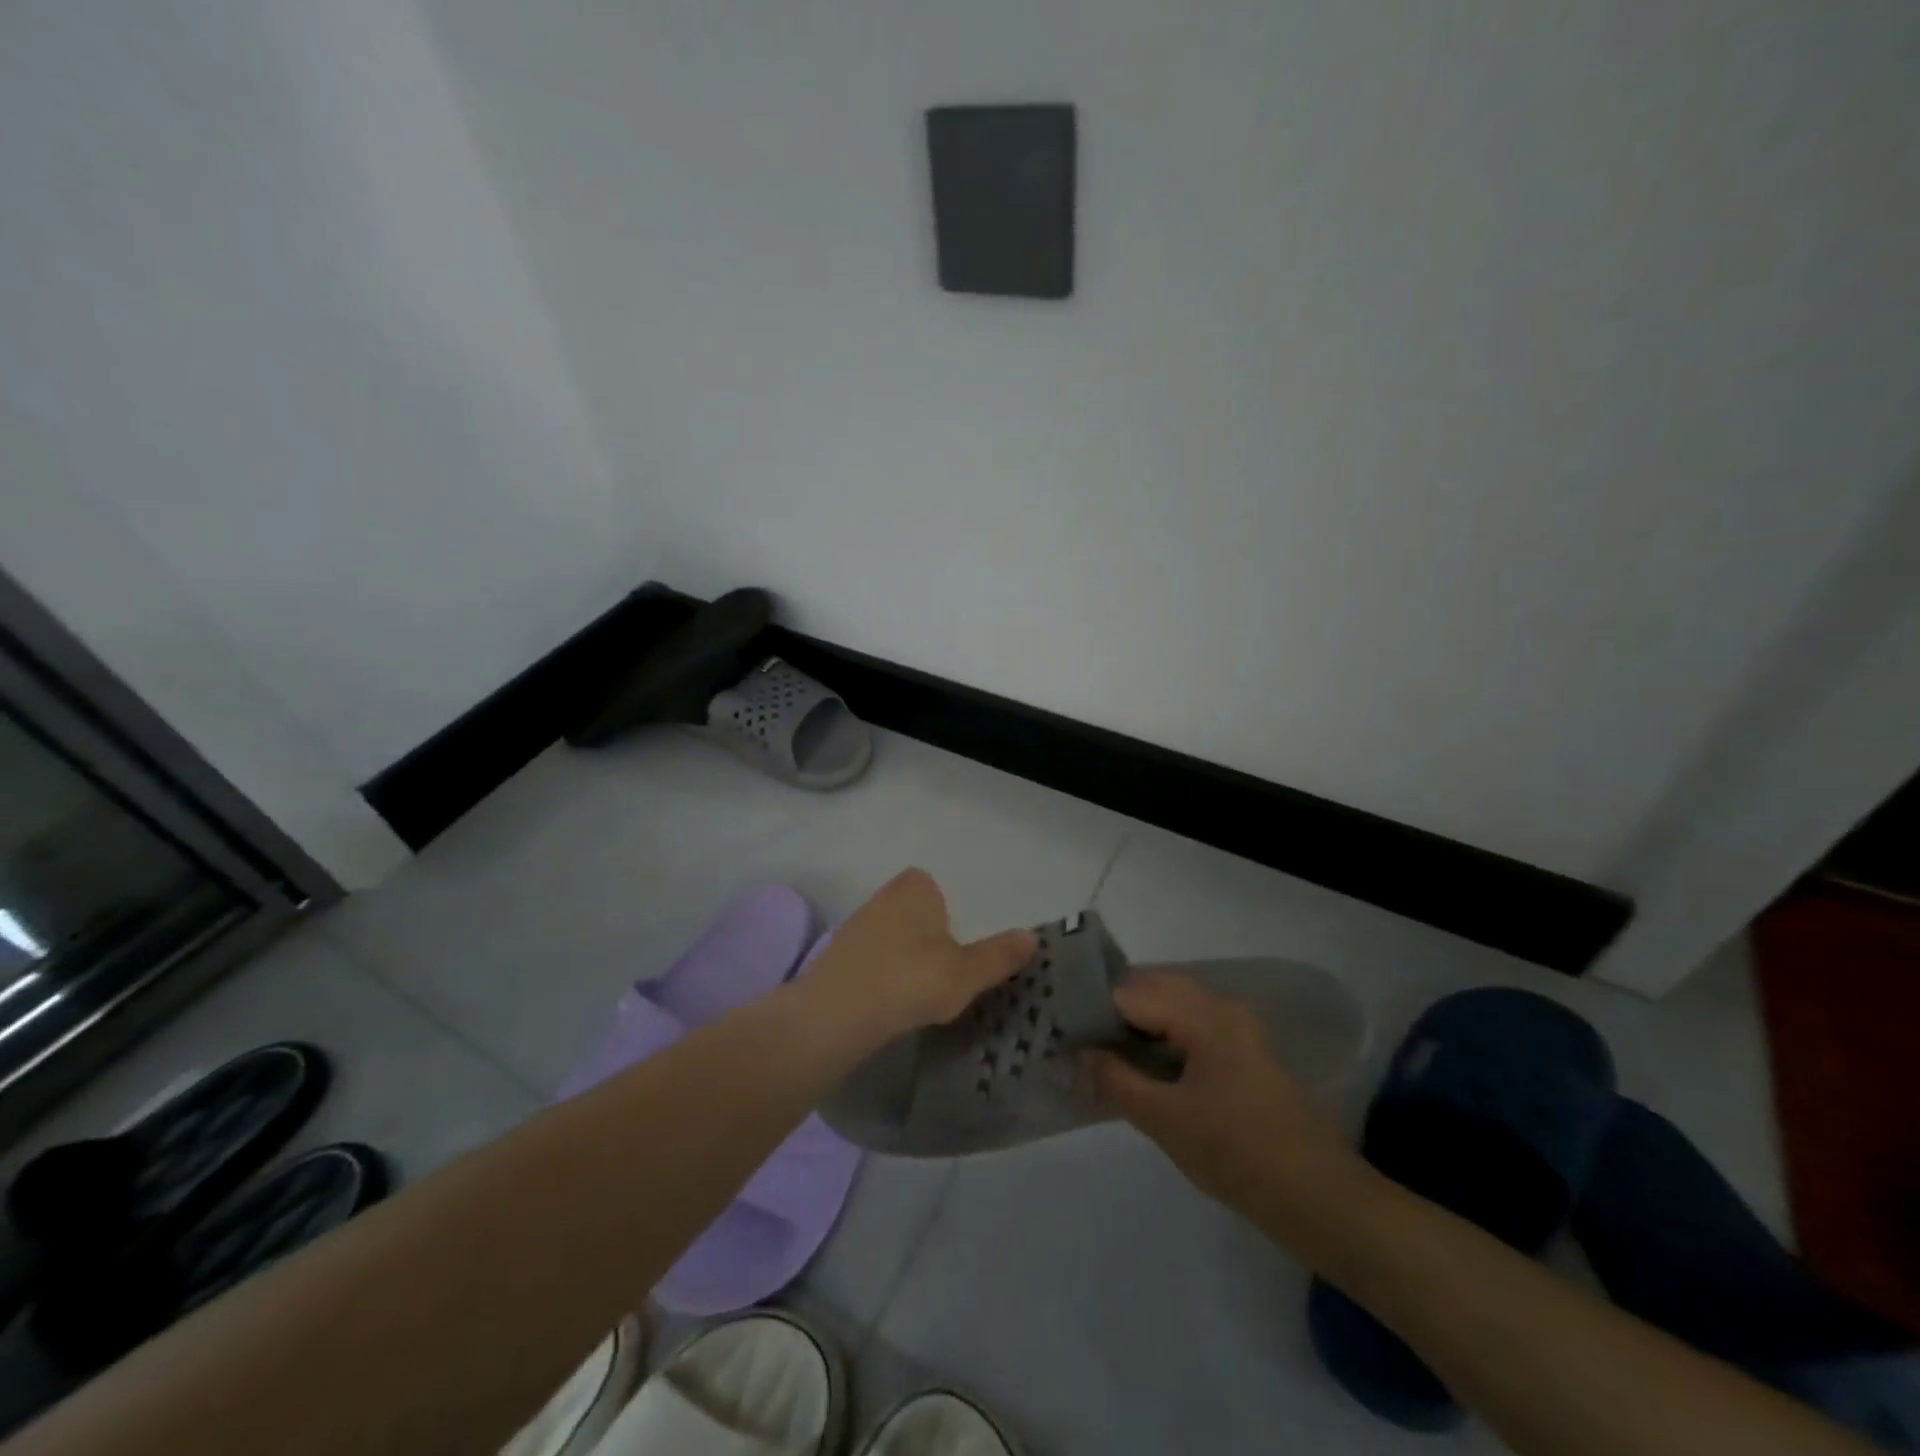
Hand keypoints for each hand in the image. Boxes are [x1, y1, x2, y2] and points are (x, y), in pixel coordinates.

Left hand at [808, 869, 1035, 1041]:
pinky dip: (877, 975)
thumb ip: (999, 955)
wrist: (838, 1011)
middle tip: (938, 972)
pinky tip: (885, 1004)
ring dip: (898, 956)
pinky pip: (866, 959)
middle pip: (909, 909)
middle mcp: (883, 896)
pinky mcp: (834, 956)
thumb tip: (1032, 936)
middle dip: (922, 934)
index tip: (952, 945)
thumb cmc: (912, 979)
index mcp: (917, 888)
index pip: (932, 886)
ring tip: (913, 993)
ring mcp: (854, 925)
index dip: (943, 911)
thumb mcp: (966, 973)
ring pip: (886, 934)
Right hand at [1084, 972, 1357, 1216]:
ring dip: (1134, 1023)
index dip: (1092, 1008)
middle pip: (1151, 989)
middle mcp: (1220, 1006)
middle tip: (1074, 1038)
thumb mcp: (1165, 1120)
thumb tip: (1078, 1053)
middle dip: (1111, 1010)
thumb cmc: (1237, 1154)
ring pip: (1170, 1006)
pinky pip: (1188, 1026)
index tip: (1060, 1029)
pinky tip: (1138, 1065)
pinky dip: (1159, 1036)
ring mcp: (1235, 1027)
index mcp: (1203, 1014)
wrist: (1319, 1198)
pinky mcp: (1241, 1051)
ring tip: (1099, 1051)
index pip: (1130, 992)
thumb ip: (1116, 1080)